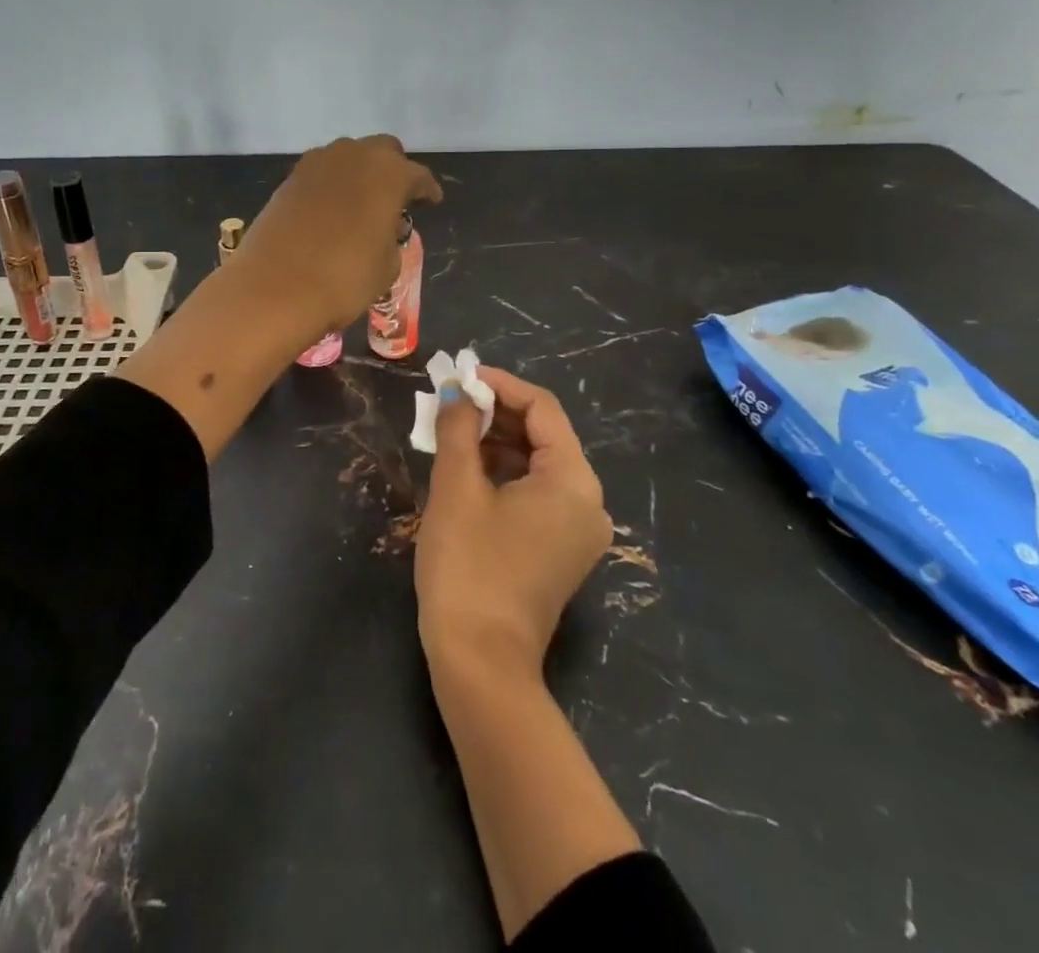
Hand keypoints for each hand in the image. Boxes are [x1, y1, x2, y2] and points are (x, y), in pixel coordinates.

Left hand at [236, 135, 441, 334]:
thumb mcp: (387, 265)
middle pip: (382, 150)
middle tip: (396, 198)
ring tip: (361, 203)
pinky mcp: (288, 179)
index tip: (431, 202)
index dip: (427, 190)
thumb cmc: (344, 278)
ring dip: (359, 173)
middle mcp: (353, 156)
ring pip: (347, 156)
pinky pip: (320, 174)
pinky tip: (331, 210)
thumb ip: (392, 238)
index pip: (418, 175)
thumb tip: (383, 228)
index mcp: (389, 173)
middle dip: (393, 169)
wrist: (274, 288)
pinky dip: (331, 185)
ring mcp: (316, 164)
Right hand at [414, 367, 611, 680]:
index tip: (460, 375)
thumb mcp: (456, 488)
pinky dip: (504, 473)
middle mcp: (589, 501)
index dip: (500, 385)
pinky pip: (537, 493)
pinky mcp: (561, 550)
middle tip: (449, 401)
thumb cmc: (468, 567)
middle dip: (495, 413)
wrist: (480, 663)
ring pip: (538, 464)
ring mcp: (578, 530)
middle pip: (544, 435)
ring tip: (450, 430)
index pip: (542, 409)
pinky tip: (466, 467)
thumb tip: (457, 390)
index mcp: (573, 481)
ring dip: (496, 442)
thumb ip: (458, 429)